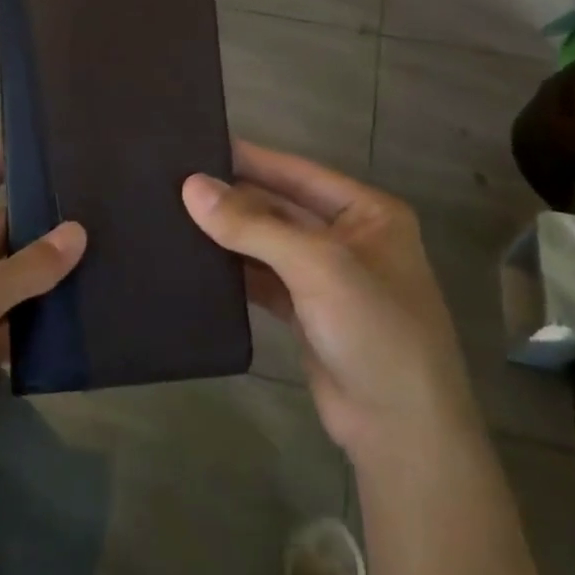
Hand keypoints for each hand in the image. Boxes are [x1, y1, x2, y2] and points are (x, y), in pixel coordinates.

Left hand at [0, 150, 85, 523]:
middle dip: (40, 220)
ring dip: (51, 268)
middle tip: (102, 200)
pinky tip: (91, 300)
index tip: (47, 142)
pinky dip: (49, 312)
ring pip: (14, 277)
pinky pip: (21, 319)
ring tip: (111, 243)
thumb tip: (79, 232)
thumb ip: (18, 273)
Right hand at [183, 140, 477, 468]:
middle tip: (174, 183)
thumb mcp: (317, 265)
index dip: (251, 158)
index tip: (199, 144)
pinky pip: (264, 280)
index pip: (298, 172)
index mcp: (367, 212)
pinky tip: (197, 261)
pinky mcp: (307, 314)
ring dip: (230, 235)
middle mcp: (349, 238)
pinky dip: (236, 272)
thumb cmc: (373, 328)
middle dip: (234, 198)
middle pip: (281, 208)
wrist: (400, 429)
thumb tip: (191, 186)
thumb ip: (253, 225)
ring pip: (269, 245)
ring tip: (173, 215)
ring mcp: (327, 278)